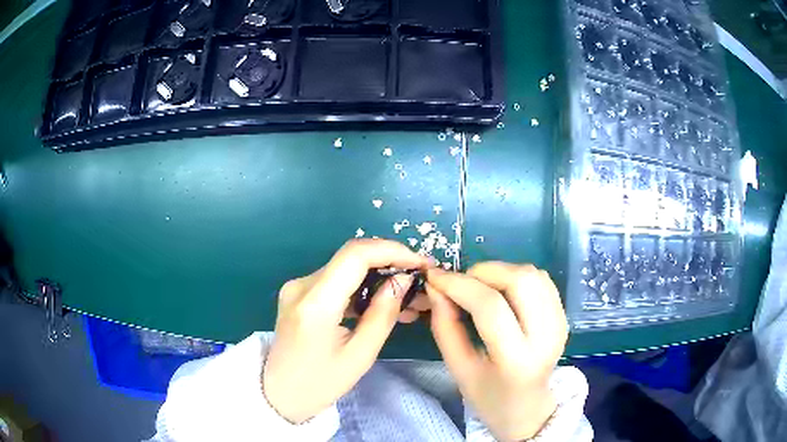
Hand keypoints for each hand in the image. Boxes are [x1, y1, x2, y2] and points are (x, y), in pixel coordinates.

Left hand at [263, 239, 429, 422]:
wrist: (280, 394)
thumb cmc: (320, 384)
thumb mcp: (360, 355)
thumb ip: (383, 314)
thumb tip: (403, 280)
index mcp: (315, 303)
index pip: (355, 255)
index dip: (392, 251)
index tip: (420, 263)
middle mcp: (301, 285)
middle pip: (351, 258)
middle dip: (389, 264)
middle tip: (419, 281)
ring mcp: (297, 287)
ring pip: (345, 269)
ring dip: (377, 277)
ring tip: (407, 298)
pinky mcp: (298, 294)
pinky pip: (335, 281)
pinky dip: (361, 288)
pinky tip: (381, 303)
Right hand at [426, 263, 568, 440]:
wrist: (528, 408)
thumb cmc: (488, 396)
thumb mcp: (459, 369)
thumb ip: (445, 327)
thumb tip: (436, 287)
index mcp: (517, 360)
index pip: (490, 307)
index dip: (459, 285)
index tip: (436, 277)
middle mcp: (546, 336)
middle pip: (520, 280)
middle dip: (484, 272)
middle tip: (462, 284)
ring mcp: (559, 323)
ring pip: (533, 274)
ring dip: (501, 271)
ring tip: (480, 288)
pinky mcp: (563, 316)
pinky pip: (542, 280)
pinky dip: (517, 276)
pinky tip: (502, 292)